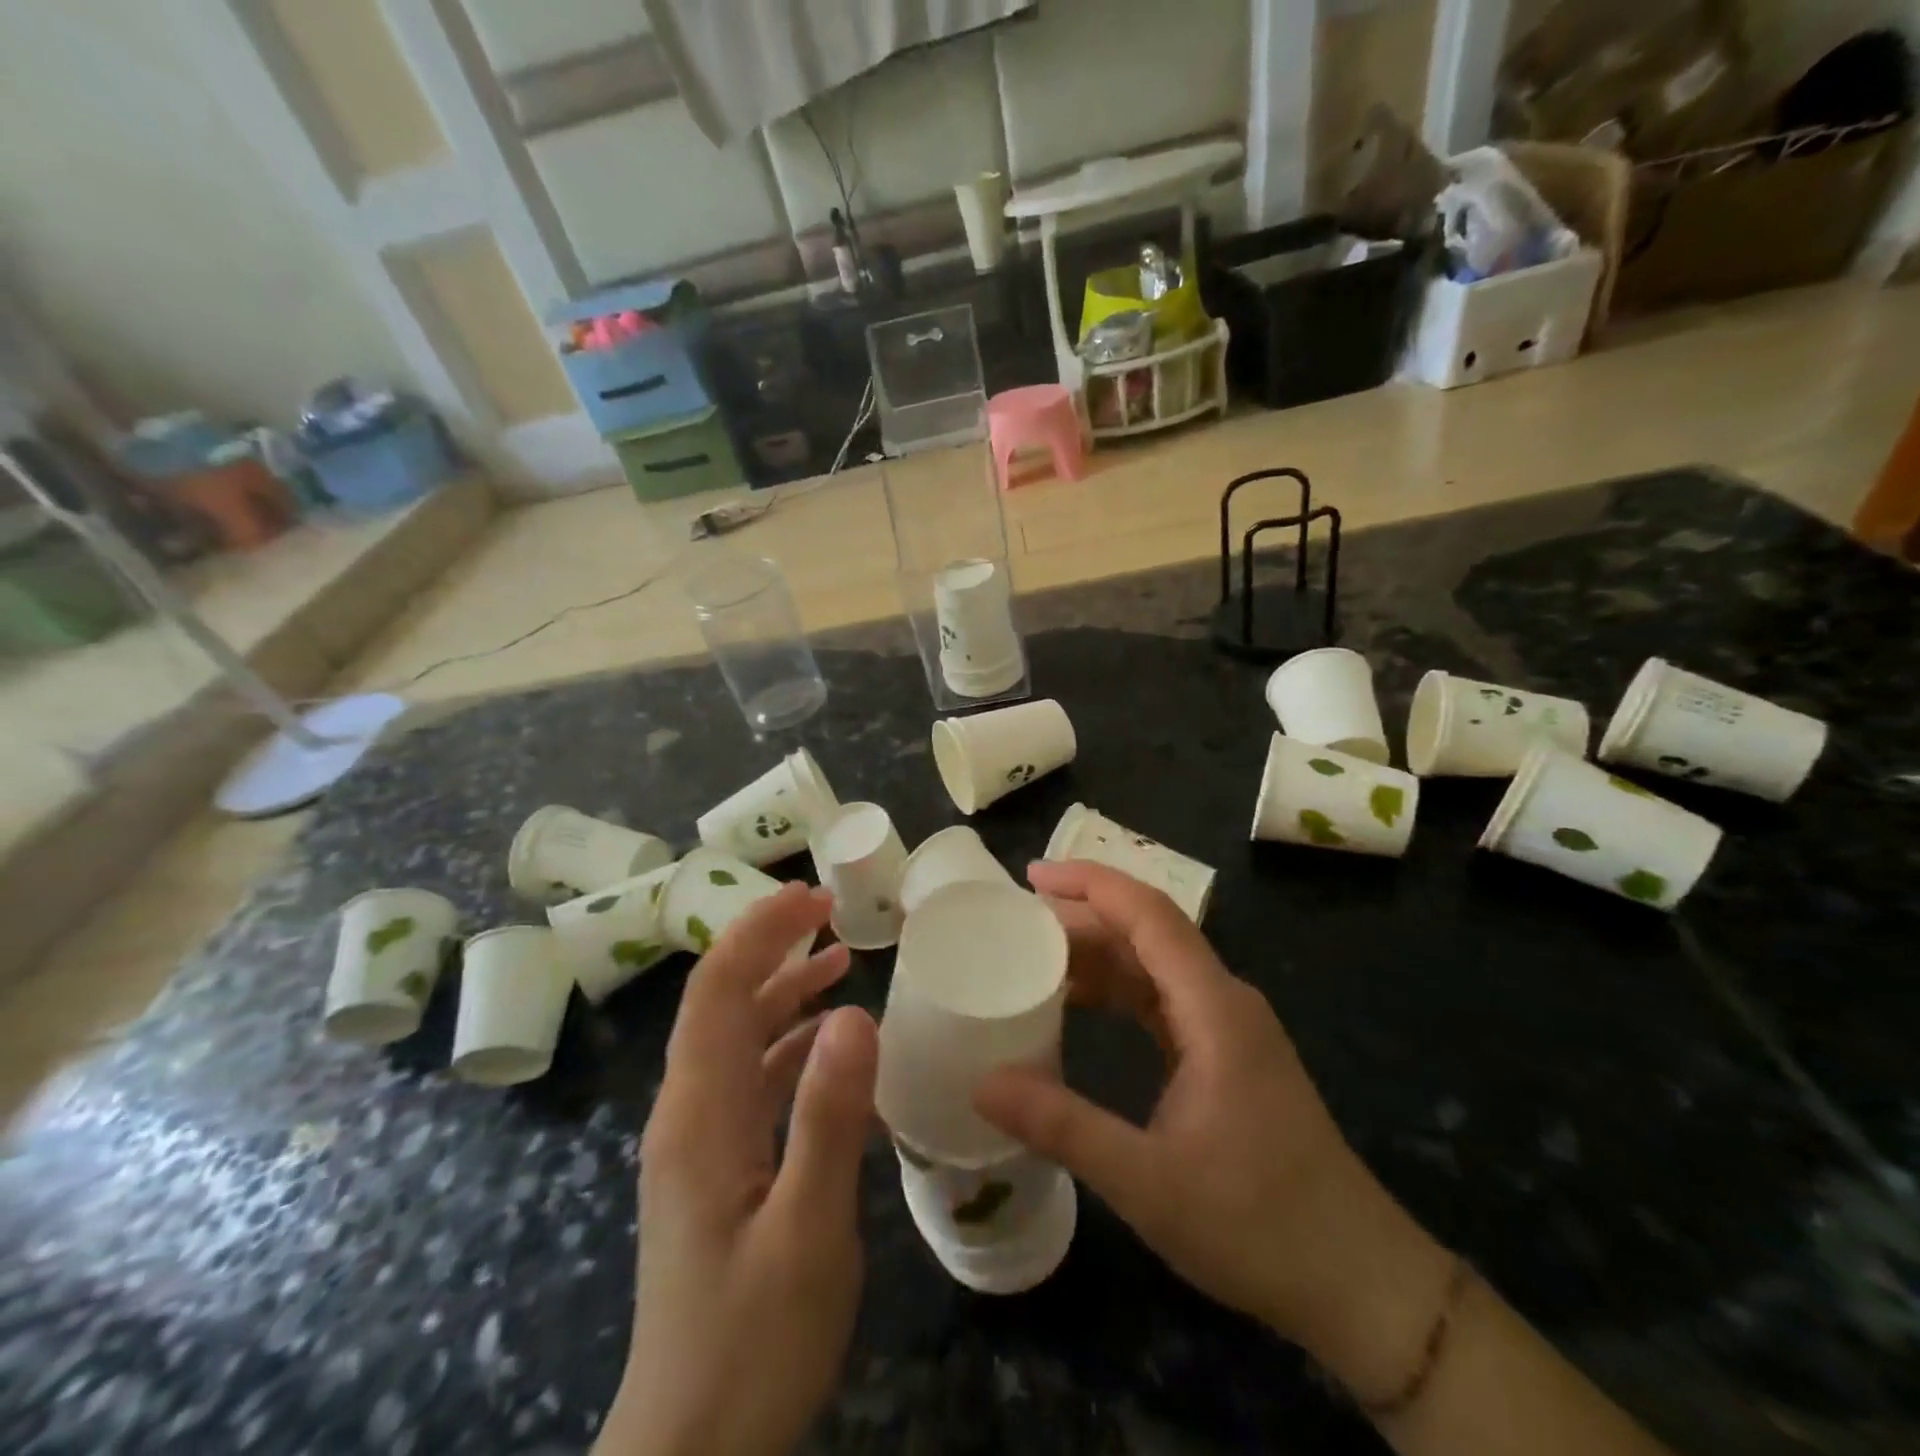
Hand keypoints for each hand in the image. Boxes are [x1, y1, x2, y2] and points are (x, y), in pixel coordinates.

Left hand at [602, 884, 877, 1455]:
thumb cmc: (752, 1342)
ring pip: (736, 1039)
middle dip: (770, 946)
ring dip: (781, 991)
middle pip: (722, 1003)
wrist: (691, 1452)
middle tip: (830, 910)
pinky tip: (828, 1046)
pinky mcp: (715, 1168)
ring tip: (837, 960)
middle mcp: (688, 1114)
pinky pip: (749, 1081)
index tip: (811, 897)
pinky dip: (787, 1045)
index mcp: (699, 1114)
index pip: (717, 990)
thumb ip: (829, 1116)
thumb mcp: (809, 1229)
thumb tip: (853, 1011)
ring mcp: (699, 1142)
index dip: (759, 932)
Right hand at [980, 863, 1453, 1391]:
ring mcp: (1229, 1028)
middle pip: (1148, 932)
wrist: (1358, 1281)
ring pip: (1154, 966)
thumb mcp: (1146, 1180)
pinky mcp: (1228, 1055)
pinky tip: (1080, 1009)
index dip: (1089, 882)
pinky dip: (1117, 993)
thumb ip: (1061, 1126)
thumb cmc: (1258, 1223)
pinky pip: (1162, 1001)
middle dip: (1082, 918)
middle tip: (1015, 925)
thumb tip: (981, 1082)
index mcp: (1212, 1007)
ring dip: (1098, 956)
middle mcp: (1223, 1000)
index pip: (1148, 913)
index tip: (1031, 876)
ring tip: (1033, 961)